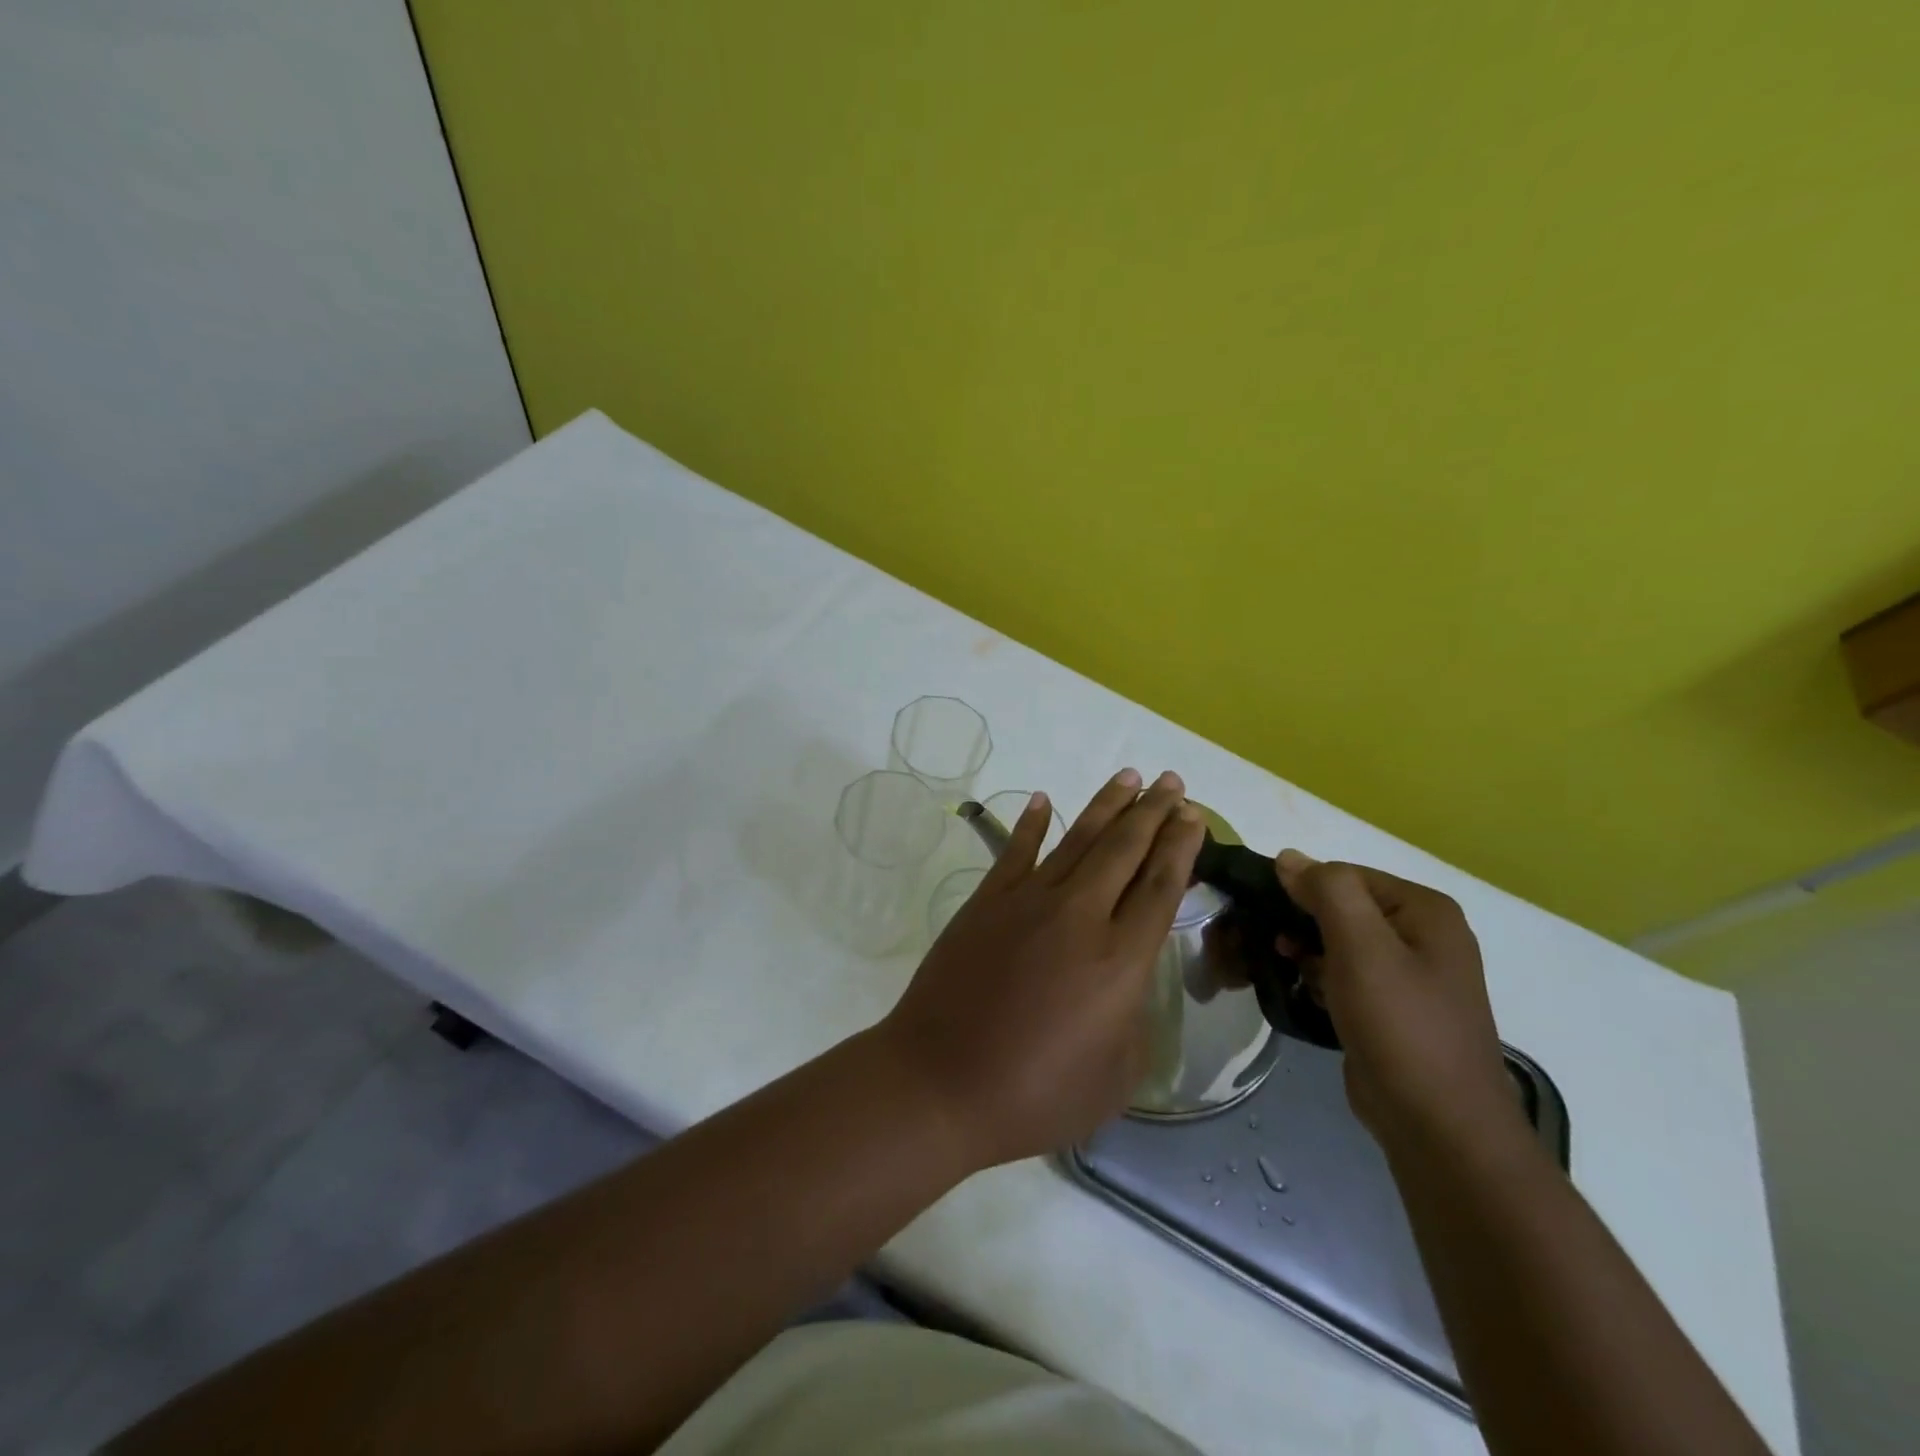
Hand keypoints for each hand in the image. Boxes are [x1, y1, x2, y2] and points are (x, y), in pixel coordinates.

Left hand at [880, 768, 1204, 1168]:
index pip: (1161, 886)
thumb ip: (1134, 1022)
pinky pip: (1015, 850)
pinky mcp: (987, 901)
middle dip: (1154, 812)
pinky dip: (1031, 822)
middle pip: (1125, 849)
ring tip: (1129, 778)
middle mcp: (1080, 916)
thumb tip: (1128, 983)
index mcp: (1120, 960)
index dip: (1181, 847)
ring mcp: (1028, 901)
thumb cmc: (1033, 1095)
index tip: (1194, 815)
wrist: (940, 1082)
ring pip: (1078, 839)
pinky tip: (1043, 799)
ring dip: (1107, 805)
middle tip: (1171, 782)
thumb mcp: (1114, 1079)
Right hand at [1275, 851, 1525, 1156]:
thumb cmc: (1400, 1024)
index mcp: (1425, 910)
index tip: (1264, 913)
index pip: (1346, 875)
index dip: (1301, 888)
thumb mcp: (1361, 946)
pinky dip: (1321, 978)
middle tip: (1268, 943)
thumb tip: (1289, 857)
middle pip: (1343, 908)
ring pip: (1341, 943)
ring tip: (1279, 966)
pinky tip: (1302, 992)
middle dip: (1301, 921)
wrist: (1438, 1125)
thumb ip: (1327, 891)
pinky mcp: (1394, 1010)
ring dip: (1306, 950)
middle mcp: (1424, 935)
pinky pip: (1347, 976)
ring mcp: (1412, 975)